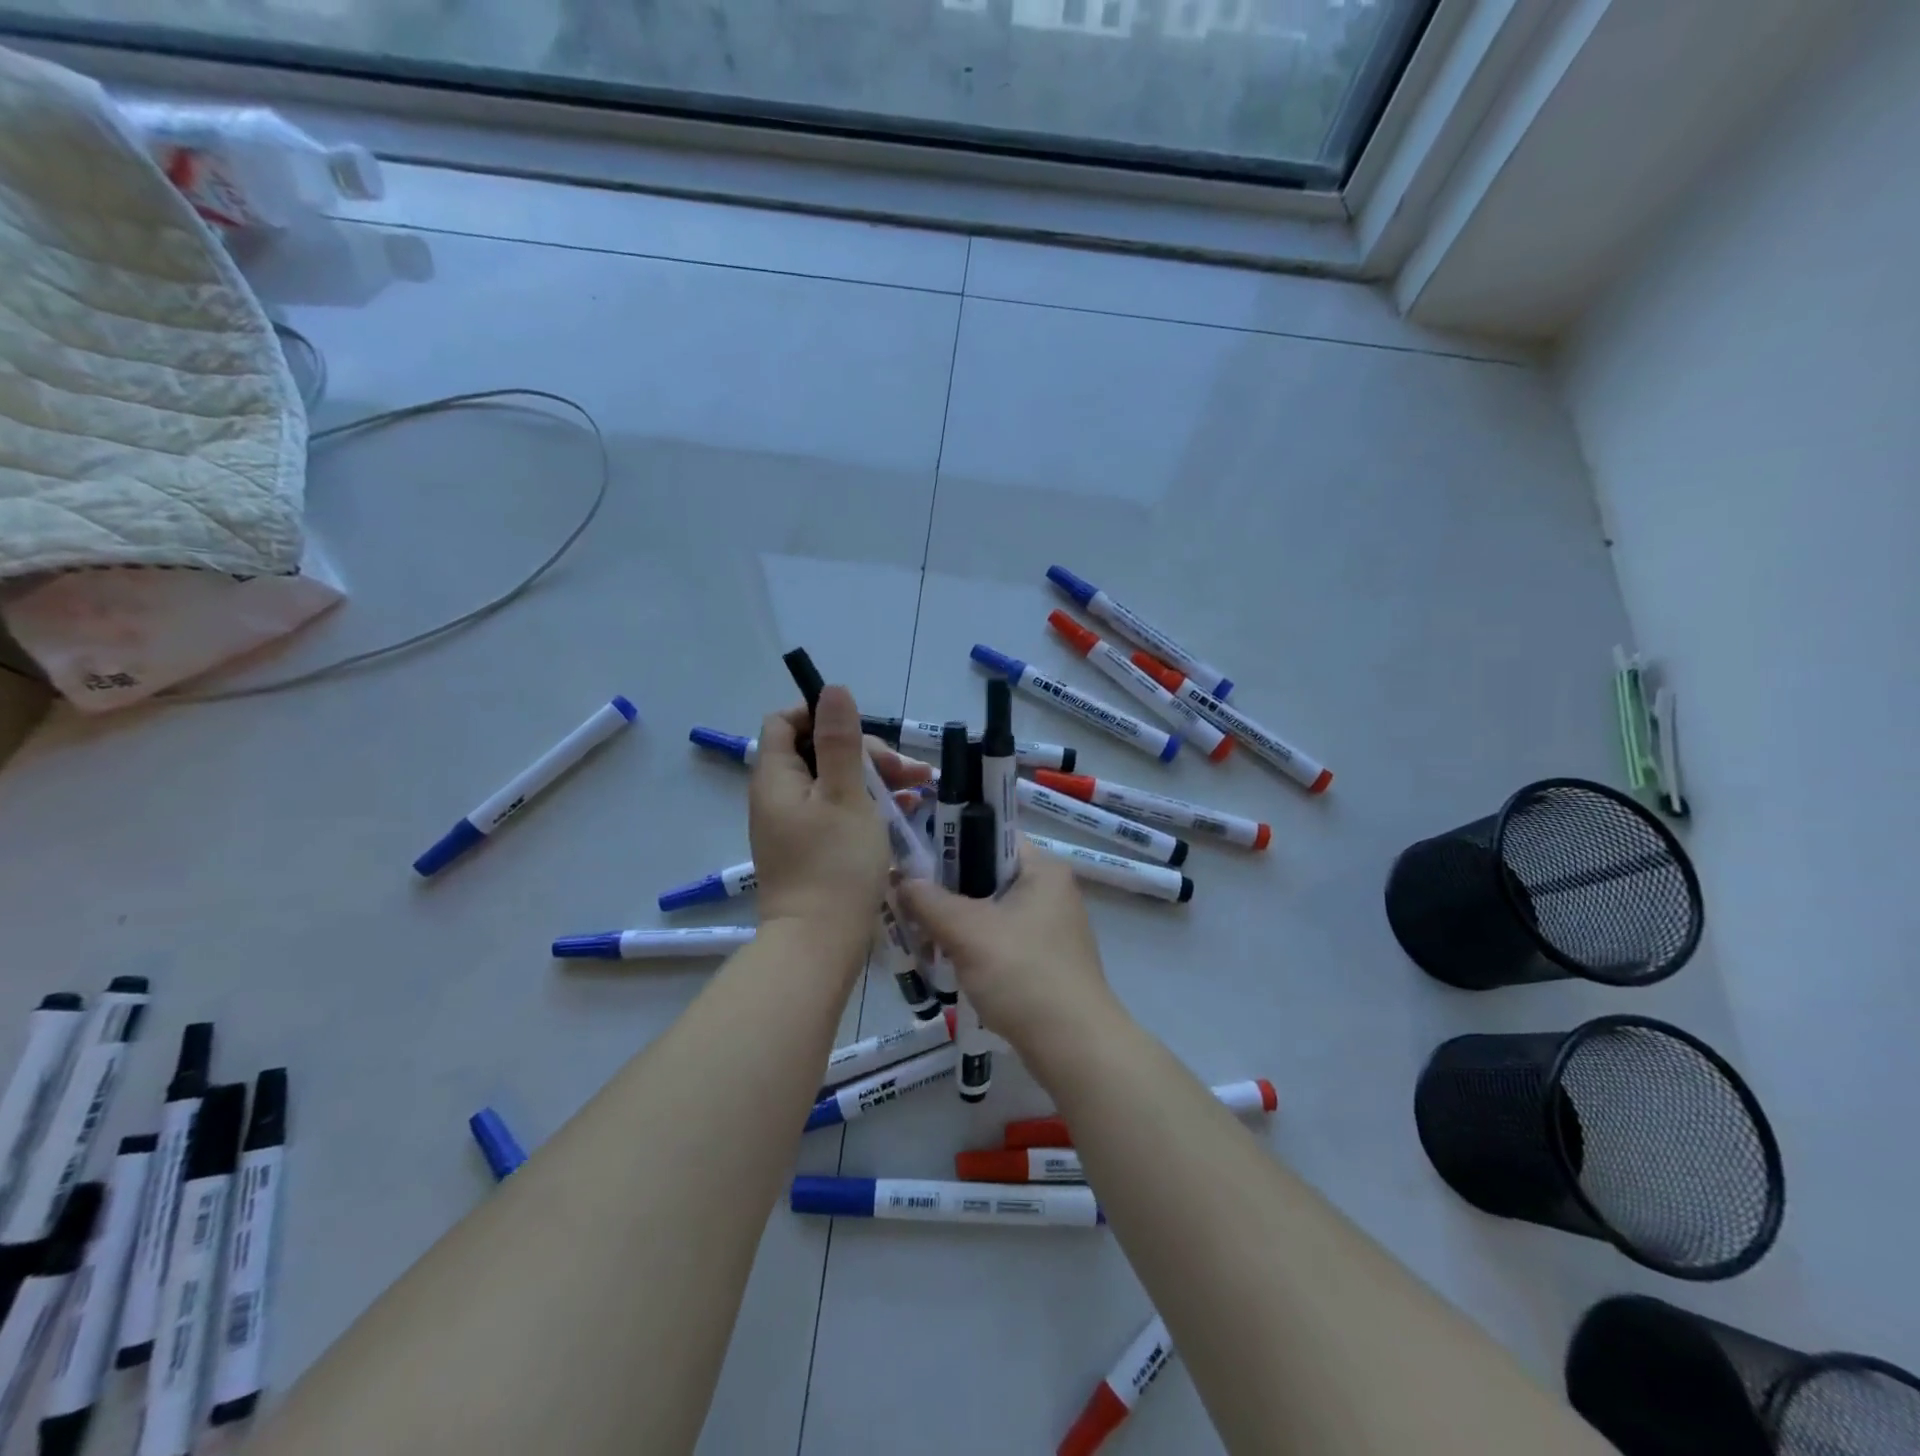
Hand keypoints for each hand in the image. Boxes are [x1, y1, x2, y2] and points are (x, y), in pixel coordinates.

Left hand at [749, 685, 931, 942]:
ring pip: (835, 783)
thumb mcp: (846, 794)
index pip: (785, 723)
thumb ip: (839, 741)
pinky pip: (839, 812)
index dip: (820, 714)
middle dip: (865, 753)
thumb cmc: (835, 864)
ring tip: (919, 789)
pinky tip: (906, 812)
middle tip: (906, 771)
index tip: (861, 728)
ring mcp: (795, 826)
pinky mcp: (812, 849)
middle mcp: (779, 797)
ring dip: (875, 779)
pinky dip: (869, 806)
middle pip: (817, 752)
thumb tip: (832, 689)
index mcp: (777, 778)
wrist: (820, 944)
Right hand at [897, 846, 1114, 1053]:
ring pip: (991, 911)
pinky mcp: (1045, 961)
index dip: (951, 840)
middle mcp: (1051, 891)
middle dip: (946, 888)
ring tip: (920, 935)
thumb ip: (929, 901)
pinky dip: (973, 946)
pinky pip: (1000, 940)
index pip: (991, 835)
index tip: (913, 857)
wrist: (1075, 1047)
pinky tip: (946, 962)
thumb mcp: (967, 931)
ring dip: (956, 922)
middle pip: (988, 875)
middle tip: (907, 900)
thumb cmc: (1023, 974)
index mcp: (1043, 869)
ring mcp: (1051, 928)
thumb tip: (901, 880)